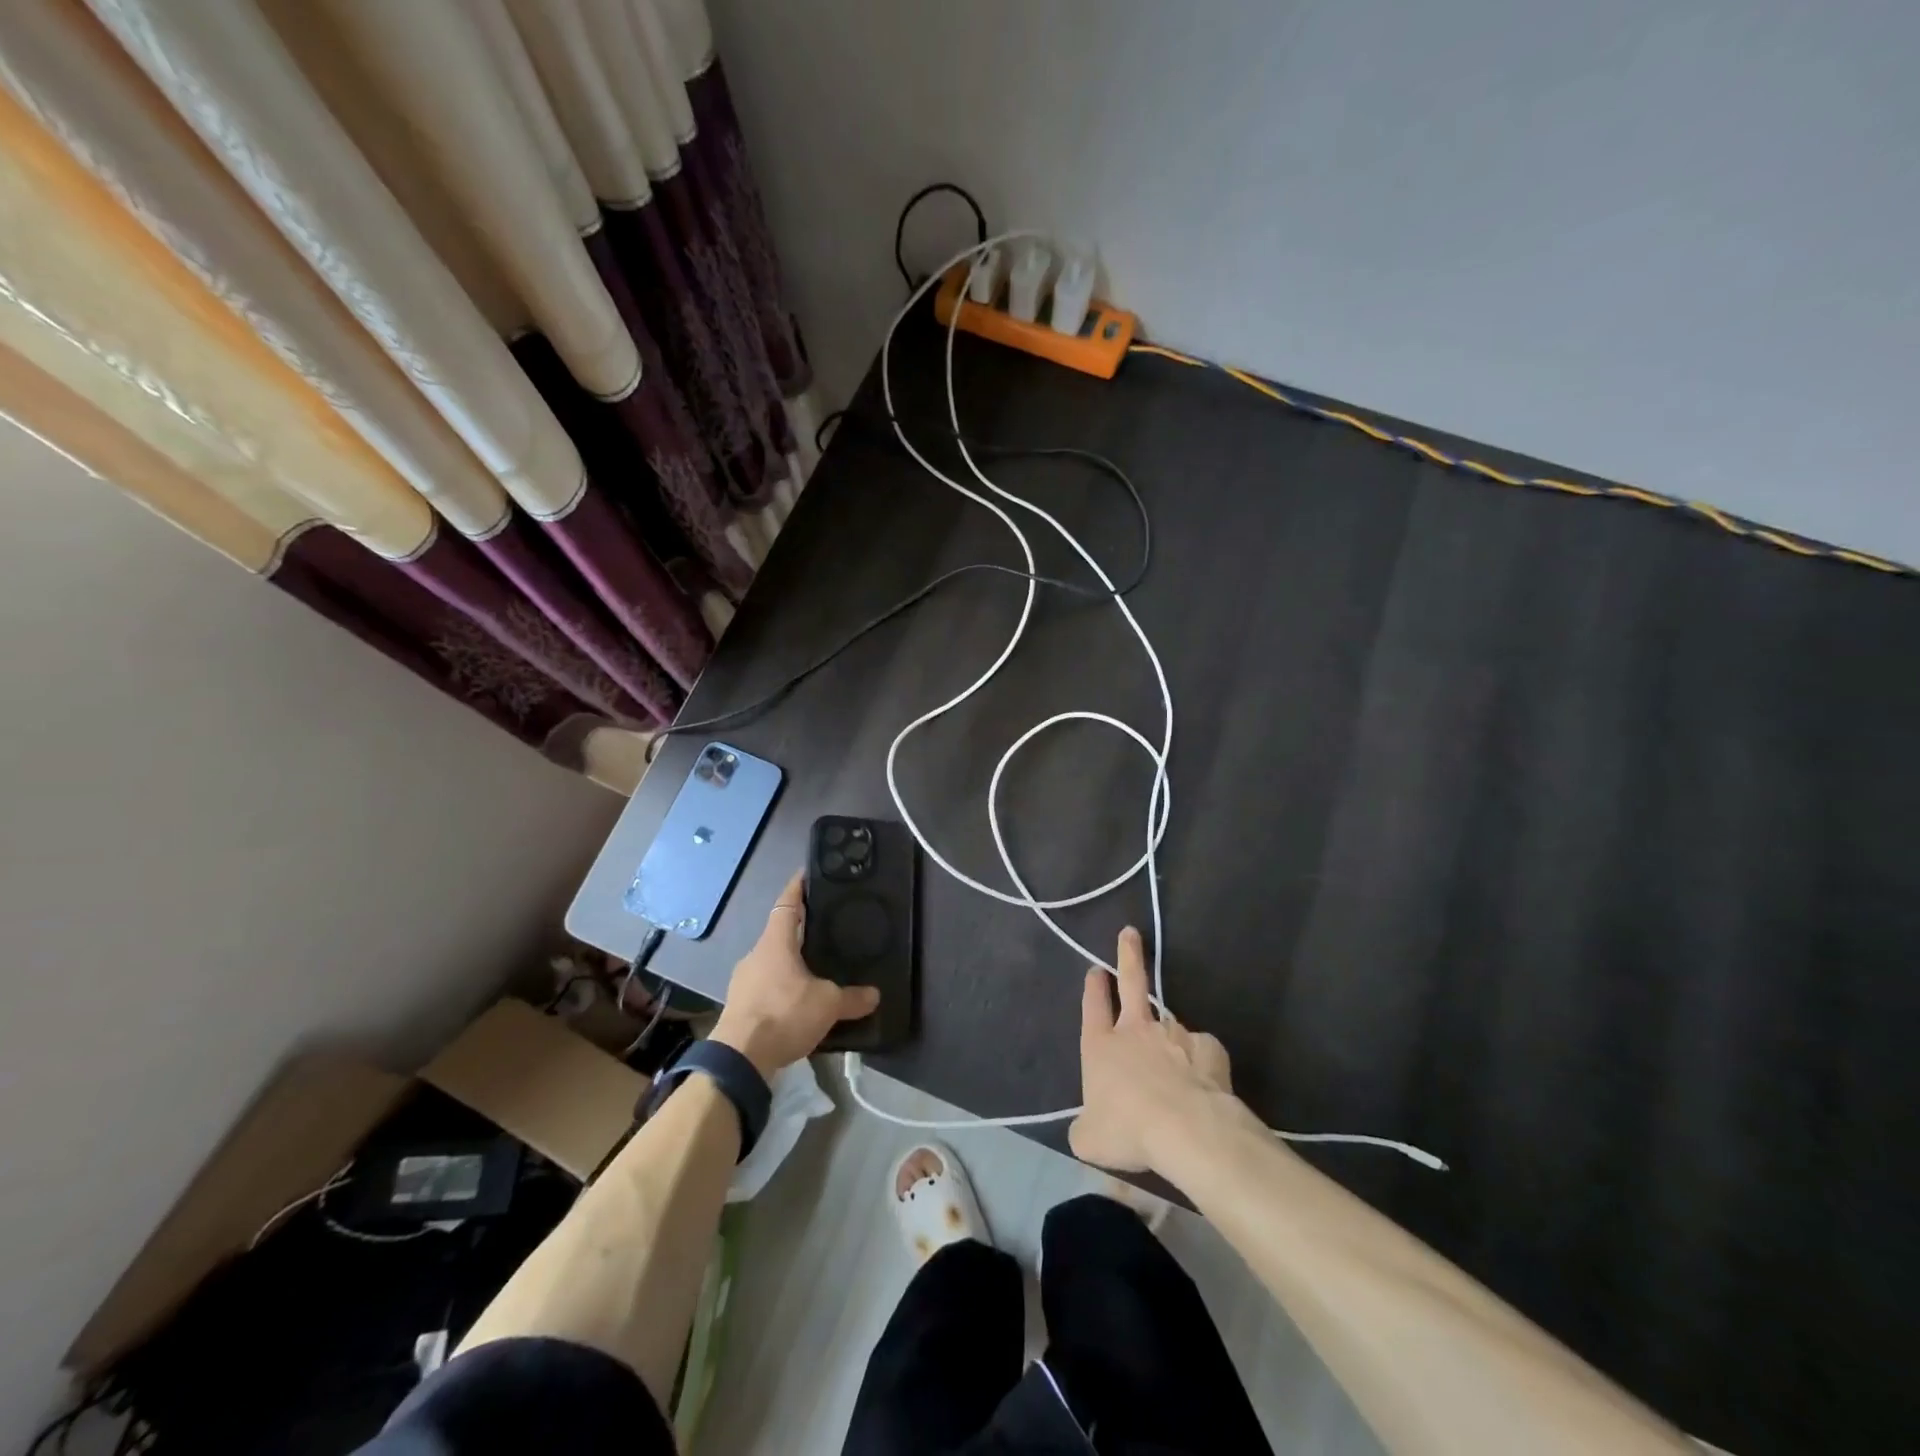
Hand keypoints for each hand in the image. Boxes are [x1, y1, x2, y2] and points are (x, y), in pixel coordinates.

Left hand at [711, 873, 878, 1078]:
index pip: (787, 903)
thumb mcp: (827, 1005)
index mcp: (775, 942)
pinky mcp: (739, 1006)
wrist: (739, 1058)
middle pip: (779, 933)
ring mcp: (743, 981)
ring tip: (815, 968)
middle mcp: (756, 954)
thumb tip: (874, 995)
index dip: (798, 887)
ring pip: (772, 961)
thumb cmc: (783, 1014)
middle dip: (799, 930)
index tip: (806, 874)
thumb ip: (852, 998)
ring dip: (790, 962)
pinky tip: (797, 1001)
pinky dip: (782, 987)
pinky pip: (766, 986)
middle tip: (824, 927)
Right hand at [1070, 927, 1238, 1173]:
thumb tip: (1089, 1127)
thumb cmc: (1127, 1130)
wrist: (1185, 1129)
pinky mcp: (1206, 1047)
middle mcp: (1135, 1031)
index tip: (1096, 969)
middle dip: (1128, 956)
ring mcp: (1173, 1034)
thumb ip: (1086, 1126)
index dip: (1094, 988)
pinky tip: (1202, 1081)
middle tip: (1130, 933)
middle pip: (1131, 983)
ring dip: (1169, 1037)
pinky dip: (1200, 1061)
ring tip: (1175, 1067)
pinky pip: (1201, 1050)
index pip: (1093, 1007)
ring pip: (1169, 1025)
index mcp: (1100, 1046)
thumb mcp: (1089, 1139)